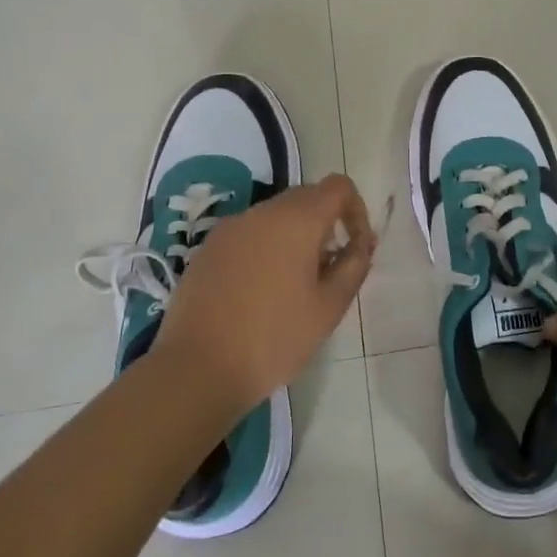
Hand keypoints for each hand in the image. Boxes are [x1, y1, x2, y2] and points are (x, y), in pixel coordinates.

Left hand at [157, 174, 375, 411]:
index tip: (357, 248)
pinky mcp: (208, 248)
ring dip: (295, 237)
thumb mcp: (329, 308)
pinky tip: (262, 291)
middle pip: (307, 197)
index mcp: (296, 220)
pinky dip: (266, 248)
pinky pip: (249, 234)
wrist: (196, 369)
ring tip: (296, 284)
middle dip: (327, 224)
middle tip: (330, 269)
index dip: (357, 211)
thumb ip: (353, 267)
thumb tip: (360, 245)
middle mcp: (262, 212)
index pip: (338, 187)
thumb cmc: (273, 338)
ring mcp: (230, 228)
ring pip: (276, 216)